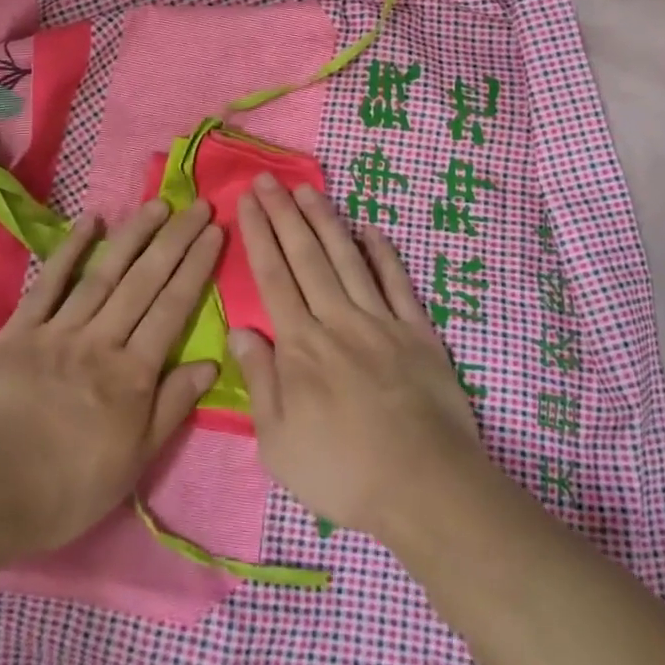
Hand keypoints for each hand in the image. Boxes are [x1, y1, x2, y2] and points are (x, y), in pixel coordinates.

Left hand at [0, 198, 222, 562]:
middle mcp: (101, 341)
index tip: (214, 231)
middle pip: (145, 281)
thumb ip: (171, 407)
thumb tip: (212, 363)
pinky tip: (90, 222)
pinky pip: (49, 283)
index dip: (196, 266)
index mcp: (132, 374)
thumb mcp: (132, 463)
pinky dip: (70, 250)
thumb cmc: (62, 490)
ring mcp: (58, 331)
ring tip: (157, 204)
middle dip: (175, 240)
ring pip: (104, 273)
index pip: (173, 308)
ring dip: (133, 235)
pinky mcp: (18, 331)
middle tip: (197, 205)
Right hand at [230, 175, 490, 541]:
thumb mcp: (279, 443)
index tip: (247, 201)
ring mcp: (381, 321)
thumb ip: (260, 380)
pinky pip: (398, 283)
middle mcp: (338, 320)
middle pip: (306, 257)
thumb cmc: (343, 472)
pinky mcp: (418, 332)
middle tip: (269, 178)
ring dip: (326, 221)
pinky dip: (384, 253)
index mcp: (301, 346)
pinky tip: (371, 229)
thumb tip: (240, 328)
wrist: (424, 486)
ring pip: (348, 259)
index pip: (273, 278)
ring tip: (309, 188)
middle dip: (284, 214)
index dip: (258, 235)